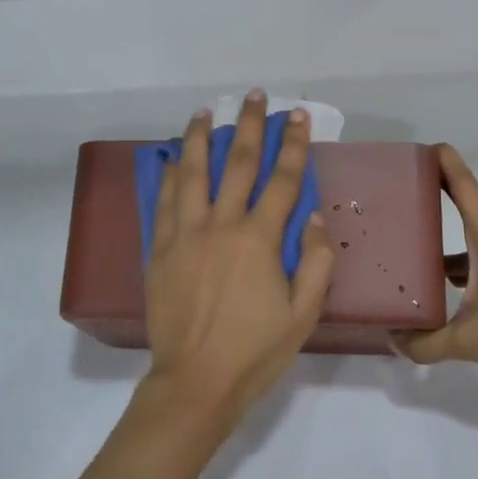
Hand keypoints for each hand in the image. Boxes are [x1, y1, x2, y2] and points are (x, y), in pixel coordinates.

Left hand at [140, 92, 335, 441]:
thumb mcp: (303, 315)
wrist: (195, 383)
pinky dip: (170, 175)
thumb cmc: (255, 352)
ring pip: (194, 173)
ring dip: (201, 138)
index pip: (282, 180)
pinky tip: (174, 158)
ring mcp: (186, 234)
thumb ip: (316, 263)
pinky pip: (165, 201)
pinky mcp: (161, 249)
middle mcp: (222, 226)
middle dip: (249, 126)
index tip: (297, 116)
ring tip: (205, 111)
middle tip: (253, 96)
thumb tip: (313, 217)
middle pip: (239, 164)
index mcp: (259, 240)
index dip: (293, 144)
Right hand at [394, 145, 477, 386]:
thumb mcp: (469, 340)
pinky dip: (466, 256)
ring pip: (477, 231)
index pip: (461, 182)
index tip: (417, 149)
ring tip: (414, 248)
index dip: (441, 160)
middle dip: (434, 195)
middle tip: (397, 200)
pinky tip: (449, 284)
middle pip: (466, 202)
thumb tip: (392, 340)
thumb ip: (425, 342)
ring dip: (449, 234)